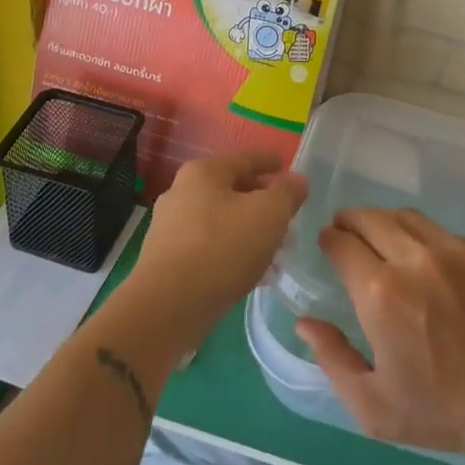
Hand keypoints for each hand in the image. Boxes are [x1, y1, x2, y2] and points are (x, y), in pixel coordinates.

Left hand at [122, 151, 308, 352]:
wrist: (168, 306)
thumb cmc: (222, 248)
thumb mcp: (269, 215)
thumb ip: (287, 193)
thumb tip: (297, 180)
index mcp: (204, 173)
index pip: (245, 158)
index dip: (270, 161)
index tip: (286, 165)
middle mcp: (182, 192)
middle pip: (232, 189)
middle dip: (262, 201)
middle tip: (288, 214)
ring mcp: (171, 227)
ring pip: (222, 220)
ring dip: (249, 229)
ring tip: (276, 248)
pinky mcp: (168, 258)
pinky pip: (210, 245)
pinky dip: (233, 251)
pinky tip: (252, 271)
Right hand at [296, 207, 464, 458]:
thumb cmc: (441, 410)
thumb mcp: (372, 406)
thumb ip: (332, 358)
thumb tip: (305, 322)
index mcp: (382, 294)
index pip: (342, 243)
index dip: (329, 240)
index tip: (327, 245)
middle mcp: (415, 260)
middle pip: (371, 218)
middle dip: (351, 221)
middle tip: (346, 232)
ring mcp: (455, 251)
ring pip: (407, 217)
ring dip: (386, 223)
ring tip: (382, 240)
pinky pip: (443, 232)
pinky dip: (425, 239)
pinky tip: (428, 263)